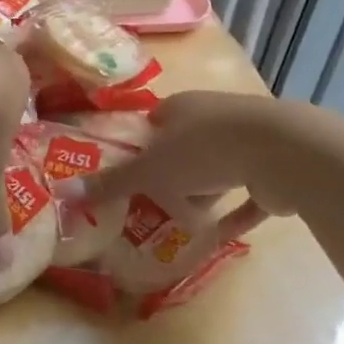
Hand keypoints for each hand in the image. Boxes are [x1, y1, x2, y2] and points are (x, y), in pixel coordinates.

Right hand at [57, 91, 306, 246]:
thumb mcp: (149, 171)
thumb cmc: (203, 152)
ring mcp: (246, 141)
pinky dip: (237, 212)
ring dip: (204, 194)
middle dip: (172, 175)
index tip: (131, 174)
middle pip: (184, 147)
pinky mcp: (272, 167)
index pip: (154, 122)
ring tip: (187, 225)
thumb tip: (62, 193)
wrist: (281, 153)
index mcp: (180, 107)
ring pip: (217, 169)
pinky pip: (249, 194)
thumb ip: (110, 184)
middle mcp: (212, 117)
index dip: (141, 146)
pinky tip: (224, 235)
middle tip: (156, 205)